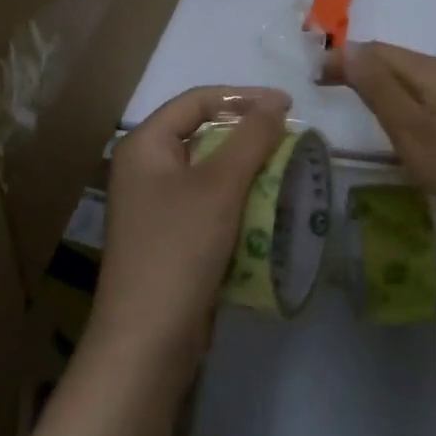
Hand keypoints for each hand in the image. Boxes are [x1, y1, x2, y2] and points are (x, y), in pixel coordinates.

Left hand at [91, 85, 292, 374]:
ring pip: (209, 173)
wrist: (149, 338)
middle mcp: (144, 169)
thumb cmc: (179, 248)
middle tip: (291, 142)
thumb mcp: (219, 186)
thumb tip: (276, 101)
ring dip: (248, 172)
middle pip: (202, 135)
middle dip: (248, 137)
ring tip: (288, 174)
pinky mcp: (171, 238)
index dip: (243, 97)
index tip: (288, 106)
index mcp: (144, 146)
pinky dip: (238, 203)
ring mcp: (155, 206)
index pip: (196, 101)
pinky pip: (209, 206)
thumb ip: (251, 138)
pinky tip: (269, 211)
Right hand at [342, 41, 435, 249]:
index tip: (314, 79)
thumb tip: (347, 48)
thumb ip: (379, 89)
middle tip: (327, 89)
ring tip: (357, 104)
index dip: (344, 58)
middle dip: (362, 69)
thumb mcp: (413, 131)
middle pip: (399, 62)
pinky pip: (432, 99)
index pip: (379, 51)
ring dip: (383, 86)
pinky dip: (406, 104)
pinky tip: (403, 125)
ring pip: (416, 81)